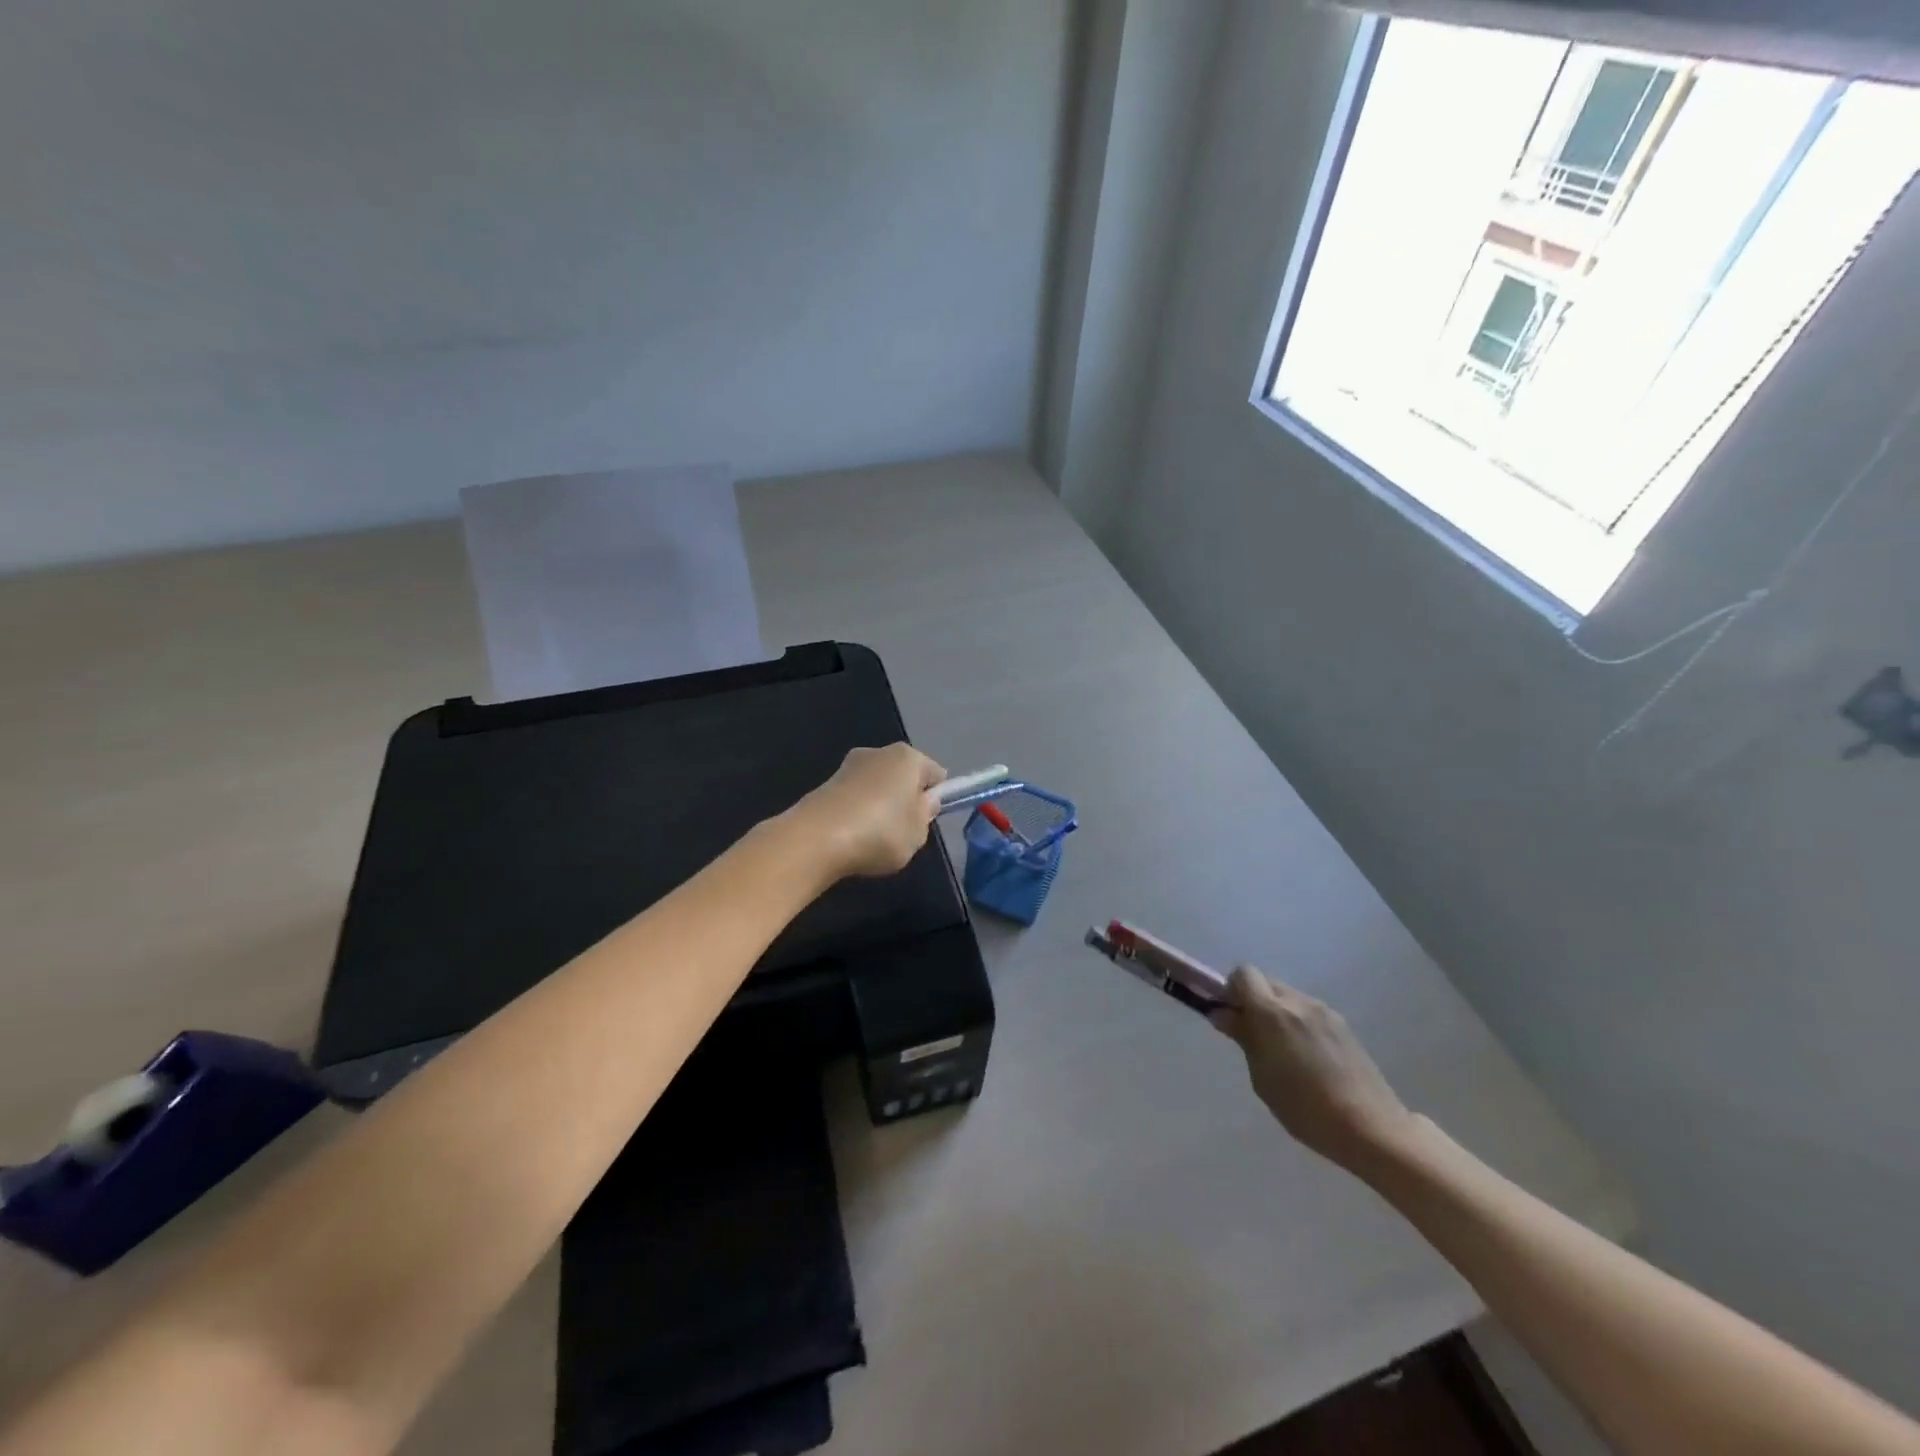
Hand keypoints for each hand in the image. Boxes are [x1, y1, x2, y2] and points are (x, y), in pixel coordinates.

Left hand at [793, 743, 945, 879]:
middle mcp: (879, 752)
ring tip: (874, 838)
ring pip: (877, 785)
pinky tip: (852, 836)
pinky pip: (854, 797)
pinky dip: (857, 812)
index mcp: (909, 758)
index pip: (936, 774)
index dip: (936, 797)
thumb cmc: (880, 833)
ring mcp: (849, 765)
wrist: (817, 838)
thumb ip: (926, 815)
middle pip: (903, 776)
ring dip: (879, 805)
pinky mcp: (826, 783)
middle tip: (904, 831)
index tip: (927, 821)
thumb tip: (925, 800)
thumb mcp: (918, 834)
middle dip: (906, 798)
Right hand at [1213, 966, 1414, 1173]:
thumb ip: (1243, 1038)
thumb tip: (1222, 1014)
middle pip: (1266, 982)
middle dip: (1254, 1001)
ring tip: (1284, 1051)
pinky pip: (1308, 1011)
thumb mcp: (1262, 1077)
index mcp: (1272, 1012)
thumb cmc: (1305, 1108)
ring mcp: (1324, 1011)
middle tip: (1253, 1035)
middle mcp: (1298, 1002)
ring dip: (1277, 1012)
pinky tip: (1308, 1057)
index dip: (1232, 990)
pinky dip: (1298, 1022)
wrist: (1371, 1127)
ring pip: (1288, 996)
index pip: (1243, 974)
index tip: (1232, 1016)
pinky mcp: (1343, 1025)